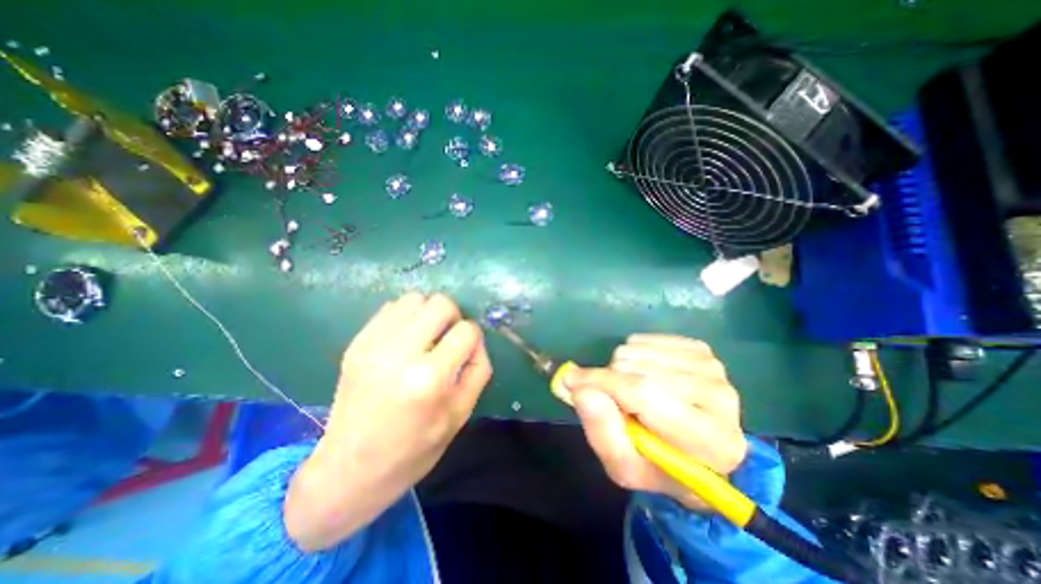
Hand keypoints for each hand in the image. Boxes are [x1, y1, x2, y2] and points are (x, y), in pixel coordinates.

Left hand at [283, 294, 493, 549]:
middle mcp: (399, 354)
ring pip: (415, 298)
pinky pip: (391, 308)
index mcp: (429, 379)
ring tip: (426, 337)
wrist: (348, 470)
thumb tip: (475, 340)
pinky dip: (407, 316)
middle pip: (441, 303)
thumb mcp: (460, 415)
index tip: (465, 351)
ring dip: (428, 313)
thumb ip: (477, 370)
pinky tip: (406, 339)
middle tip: (447, 339)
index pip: (466, 330)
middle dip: (453, 317)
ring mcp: (372, 345)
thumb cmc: (413, 450)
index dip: (473, 338)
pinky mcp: (356, 343)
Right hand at [569, 336, 749, 507]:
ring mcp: (711, 367)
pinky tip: (643, 373)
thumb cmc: (658, 464)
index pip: (646, 395)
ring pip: (638, 350)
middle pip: (639, 369)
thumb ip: (602, 432)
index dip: (604, 384)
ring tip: (630, 391)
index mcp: (711, 441)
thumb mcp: (624, 465)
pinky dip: (633, 354)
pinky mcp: (700, 349)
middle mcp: (720, 397)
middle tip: (613, 401)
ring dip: (621, 368)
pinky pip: (645, 339)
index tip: (570, 380)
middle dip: (611, 381)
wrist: (696, 450)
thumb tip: (581, 390)